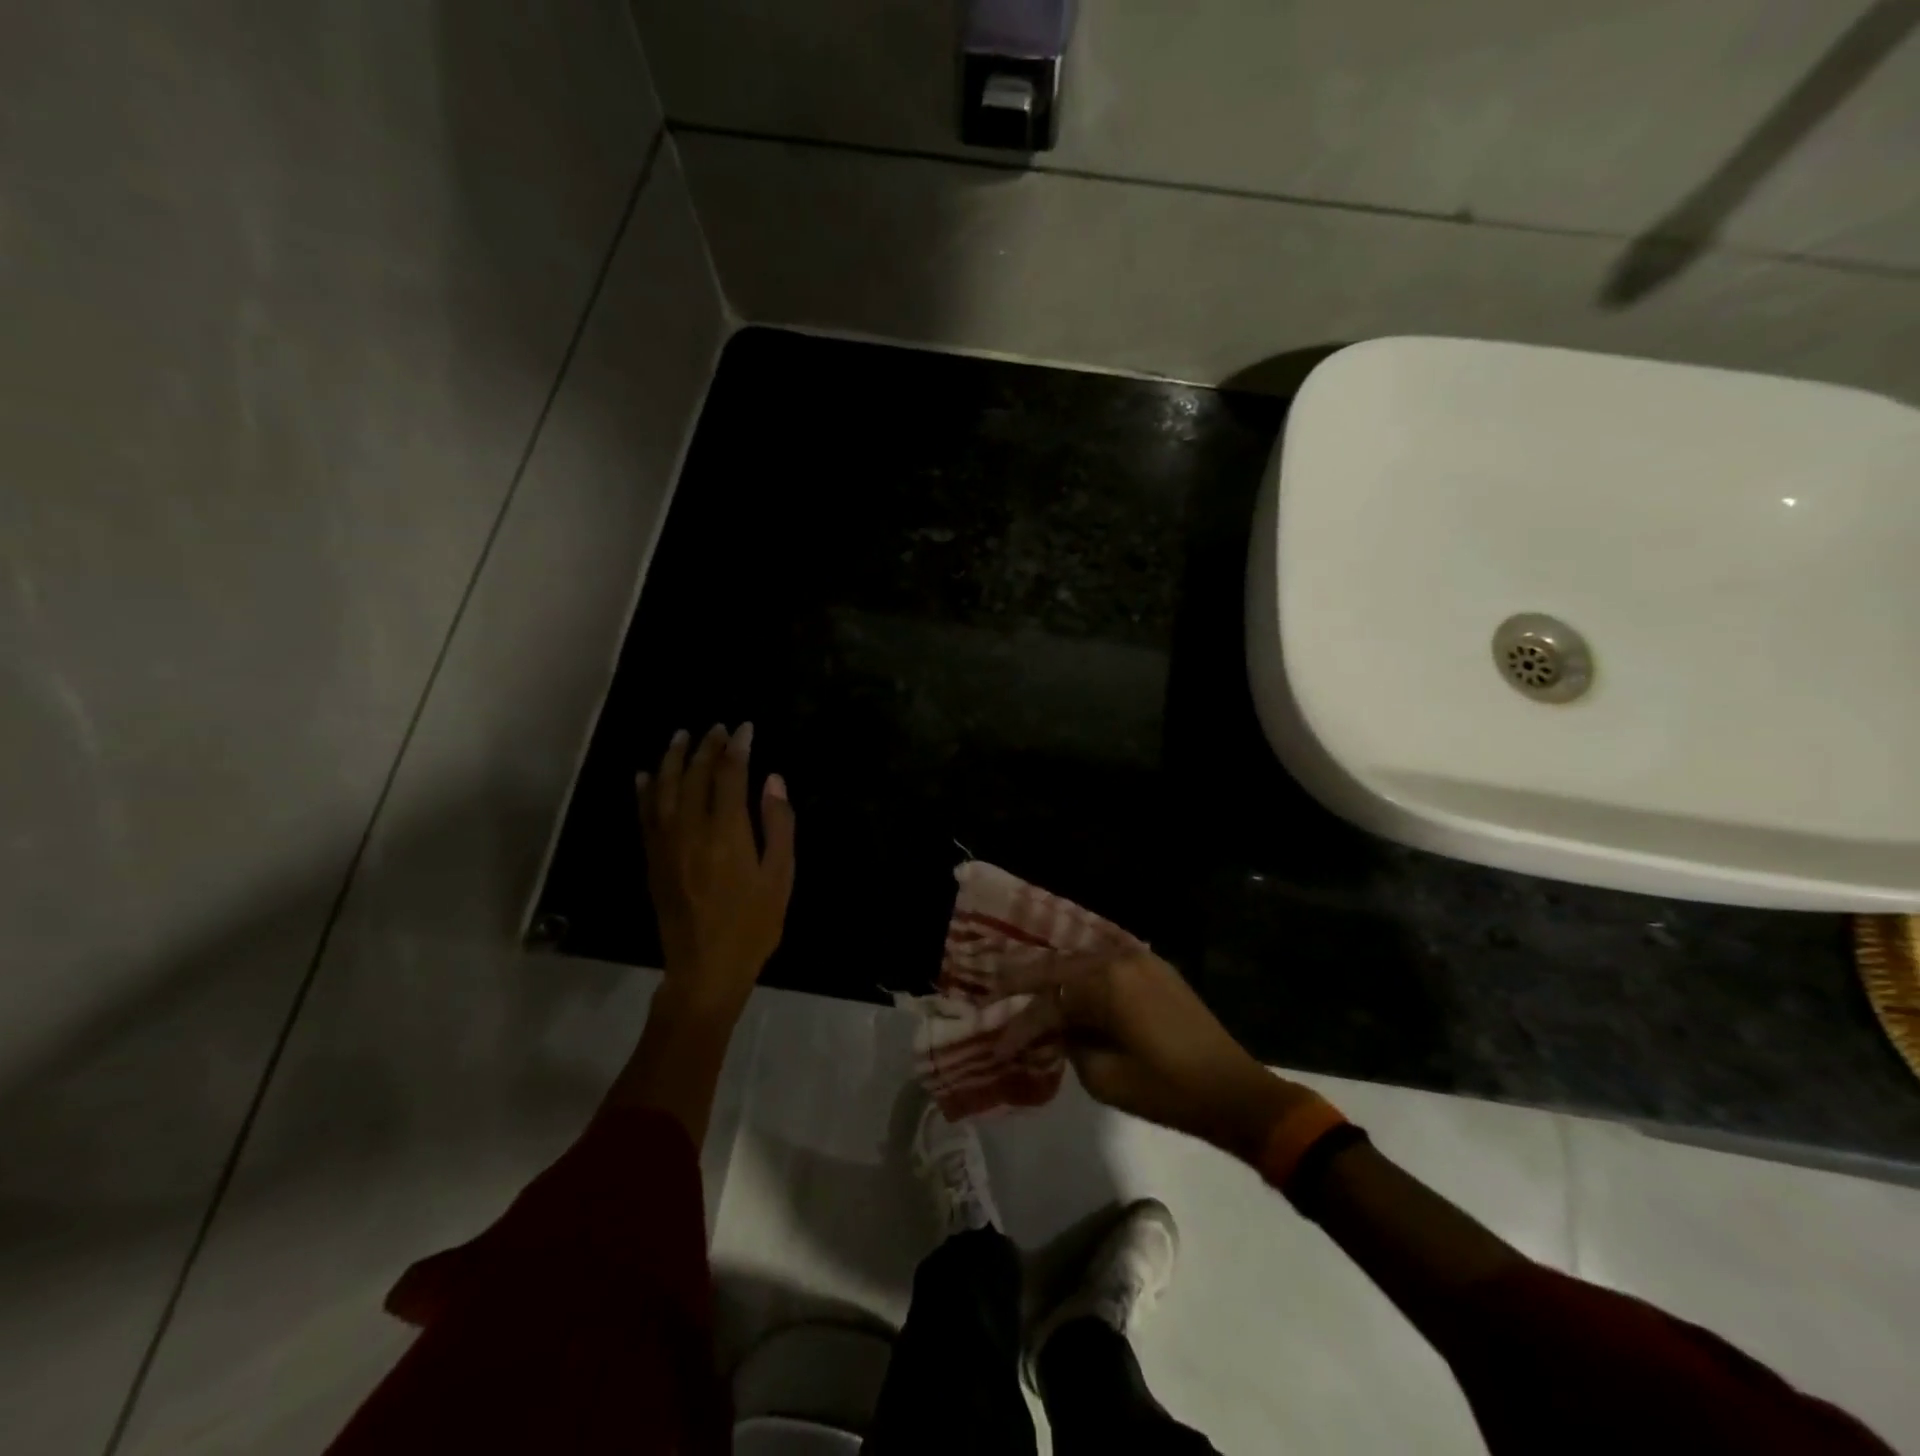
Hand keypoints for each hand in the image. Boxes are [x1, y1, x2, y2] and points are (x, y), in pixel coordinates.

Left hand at [636, 723, 795, 1020]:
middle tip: (717, 727)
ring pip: (665, 789)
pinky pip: (645, 815)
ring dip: (673, 758)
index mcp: (727, 833)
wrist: (705, 968)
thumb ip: (778, 824)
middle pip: (695, 775)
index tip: (744, 728)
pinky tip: (647, 775)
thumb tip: (773, 780)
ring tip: (681, 736)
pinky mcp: (653, 859)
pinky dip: (646, 790)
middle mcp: (691, 830)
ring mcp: (666, 844)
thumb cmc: (753, 924)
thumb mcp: (780, 876)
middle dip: (707, 747)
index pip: (729, 775)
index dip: (737, 747)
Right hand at [994, 950, 1308, 1161]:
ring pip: (1081, 961)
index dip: (1021, 1025)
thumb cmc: (1167, 1090)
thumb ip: (1071, 1045)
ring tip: (1022, 982)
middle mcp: (1119, 960)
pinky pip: (1106, 964)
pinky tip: (1067, 982)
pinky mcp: (1155, 969)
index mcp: (1106, 984)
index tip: (999, 1046)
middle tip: (992, 986)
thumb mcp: (1105, 1079)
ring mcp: (1140, 959)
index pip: (1050, 1002)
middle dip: (1025, 981)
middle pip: (1060, 968)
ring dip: (1054, 974)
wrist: (1233, 1091)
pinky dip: (1082, 974)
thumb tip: (1062, 1030)